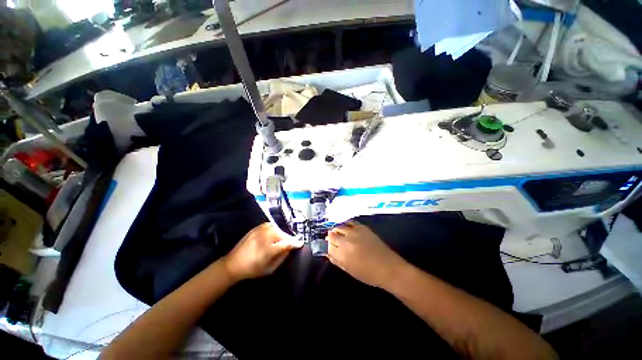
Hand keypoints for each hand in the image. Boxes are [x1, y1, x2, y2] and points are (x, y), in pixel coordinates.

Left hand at [223, 223, 302, 281]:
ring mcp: (258, 231)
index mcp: (267, 250)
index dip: (294, 243)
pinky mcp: (255, 228)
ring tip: (283, 238)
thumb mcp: (269, 269)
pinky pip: (269, 225)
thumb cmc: (252, 269)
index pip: (285, 244)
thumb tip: (291, 248)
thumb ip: (282, 257)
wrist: (233, 264)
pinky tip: (275, 233)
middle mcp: (263, 238)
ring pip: (276, 228)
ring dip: (282, 233)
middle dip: (288, 237)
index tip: (300, 243)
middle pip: (281, 234)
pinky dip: (275, 228)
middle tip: (291, 242)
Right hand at [326, 220, 407, 288]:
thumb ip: (336, 260)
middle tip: (333, 239)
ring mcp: (354, 232)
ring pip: (339, 226)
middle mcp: (346, 241)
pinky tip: (346, 227)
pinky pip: (349, 222)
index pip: (327, 245)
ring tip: (339, 232)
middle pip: (331, 234)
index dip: (326, 245)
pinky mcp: (362, 227)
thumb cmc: (368, 274)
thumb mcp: (349, 270)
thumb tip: (327, 252)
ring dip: (337, 229)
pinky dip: (345, 224)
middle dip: (330, 236)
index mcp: (342, 254)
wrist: (389, 268)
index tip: (327, 245)